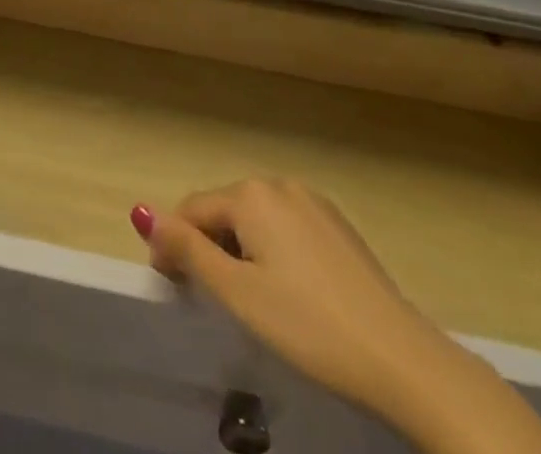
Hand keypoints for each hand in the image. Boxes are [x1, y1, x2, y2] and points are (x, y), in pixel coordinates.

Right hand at [136, 179, 464, 431]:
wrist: (397, 356)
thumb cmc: (306, 325)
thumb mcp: (237, 293)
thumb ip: (188, 250)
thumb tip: (143, 214)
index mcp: (250, 194)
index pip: (193, 211)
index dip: (176, 246)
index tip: (175, 287)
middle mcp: (278, 183)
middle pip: (225, 210)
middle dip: (210, 246)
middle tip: (217, 300)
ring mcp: (312, 201)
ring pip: (256, 219)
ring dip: (242, 249)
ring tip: (254, 300)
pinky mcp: (336, 224)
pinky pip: (286, 227)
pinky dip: (274, 250)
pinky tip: (291, 291)